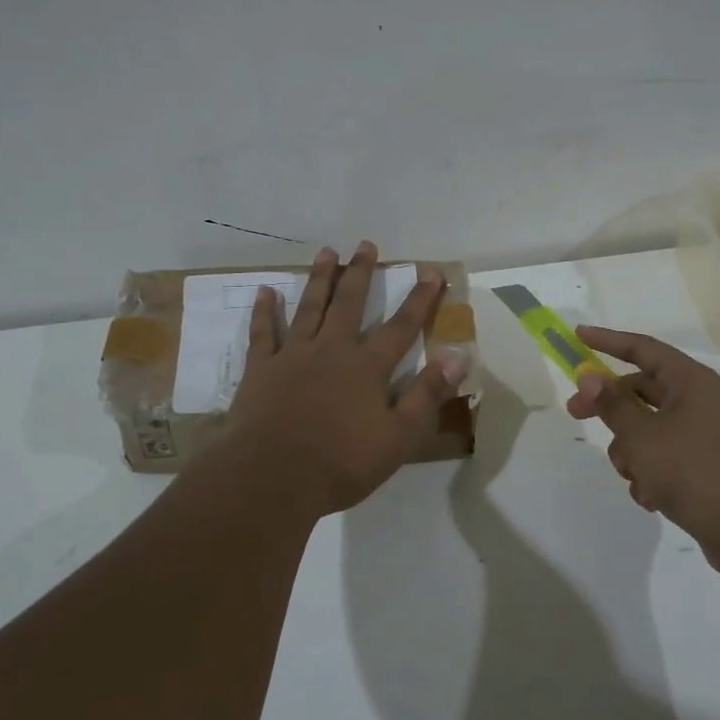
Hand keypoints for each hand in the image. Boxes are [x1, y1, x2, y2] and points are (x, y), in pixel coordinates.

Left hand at [226, 241, 466, 516]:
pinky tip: (265, 291)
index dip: (420, 299)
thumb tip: (458, 357)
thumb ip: (427, 395)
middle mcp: (332, 350)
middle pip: (350, 303)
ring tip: (326, 252)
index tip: (431, 271)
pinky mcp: (261, 370)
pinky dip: (264, 311)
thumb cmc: (342, 462)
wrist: (273, 476)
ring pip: (309, 308)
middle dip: (361, 273)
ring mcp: (293, 356)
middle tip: (365, 244)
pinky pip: (263, 333)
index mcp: (367, 367)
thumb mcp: (399, 437)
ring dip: (319, 279)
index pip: (401, 326)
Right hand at [565, 326, 719, 571]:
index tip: (577, 335)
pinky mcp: (708, 464)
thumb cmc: (694, 472)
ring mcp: (707, 434)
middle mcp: (701, 401)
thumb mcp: (643, 436)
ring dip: (632, 450)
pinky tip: (652, 497)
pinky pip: (666, 455)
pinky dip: (652, 472)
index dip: (608, 340)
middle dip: (610, 408)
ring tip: (635, 476)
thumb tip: (591, 375)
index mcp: (692, 382)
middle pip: (642, 390)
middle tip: (575, 414)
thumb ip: (612, 404)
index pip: (643, 348)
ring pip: (650, 428)